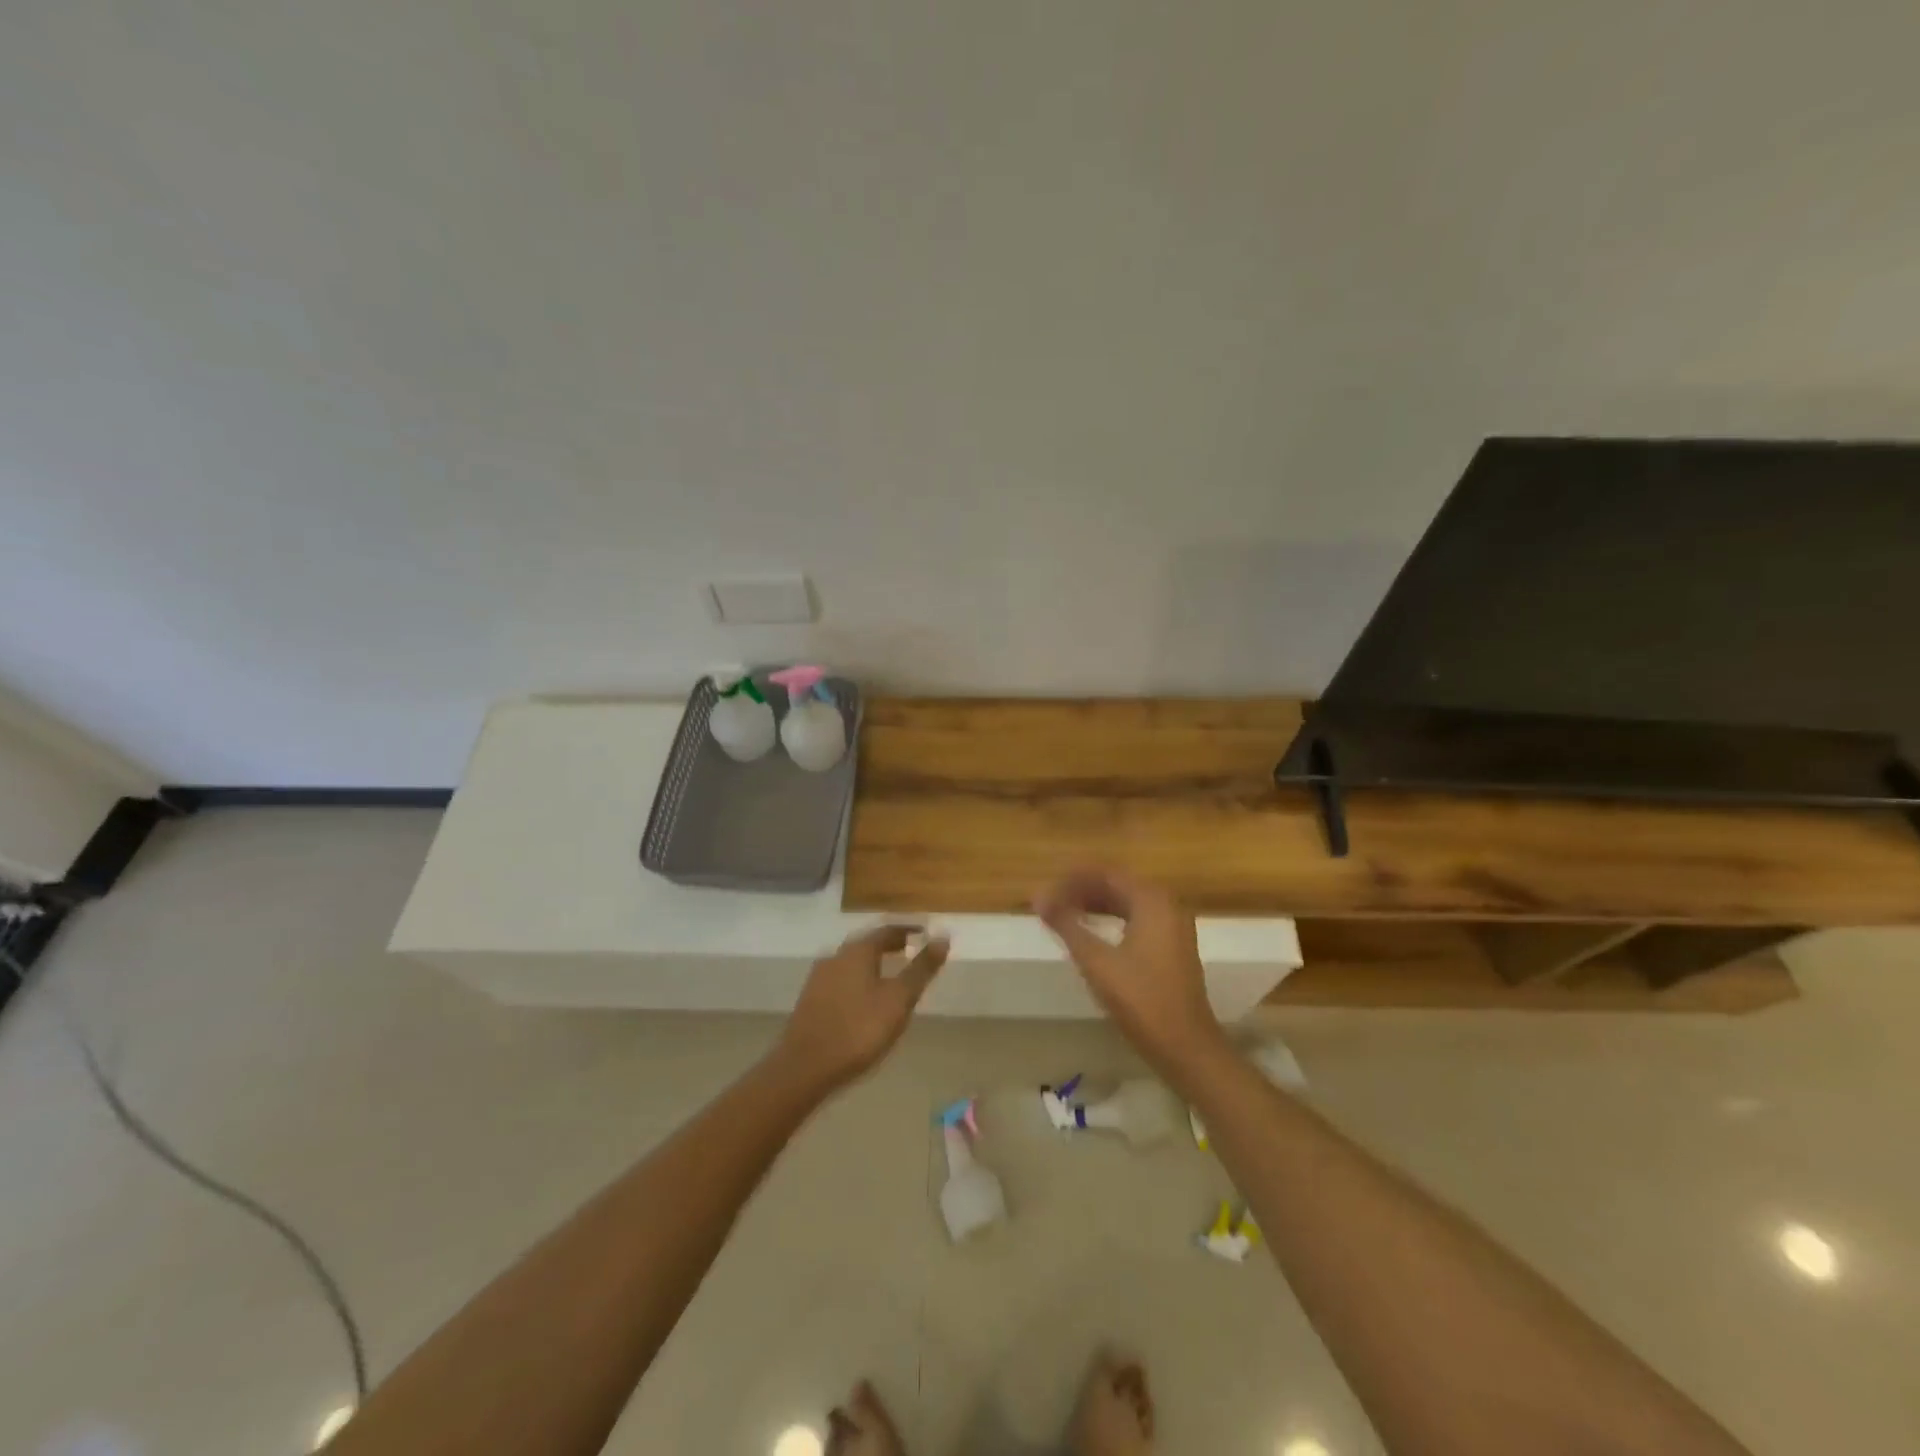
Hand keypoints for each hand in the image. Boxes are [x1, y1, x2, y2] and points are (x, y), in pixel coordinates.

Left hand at [776, 925, 948, 1092]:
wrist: (804, 1068)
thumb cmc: (858, 1030)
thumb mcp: (898, 1000)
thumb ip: (921, 969)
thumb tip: (943, 937)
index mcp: (858, 951)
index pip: (887, 930)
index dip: (908, 930)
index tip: (925, 934)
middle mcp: (836, 957)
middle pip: (867, 944)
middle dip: (889, 945)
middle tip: (910, 951)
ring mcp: (819, 979)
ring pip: (852, 962)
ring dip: (873, 963)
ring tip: (891, 976)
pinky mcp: (810, 1001)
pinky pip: (841, 980)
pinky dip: (859, 980)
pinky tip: (865, 1000)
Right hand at [1035, 869, 1225, 1075]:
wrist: (1186, 1047)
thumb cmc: (1141, 1000)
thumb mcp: (1097, 961)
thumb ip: (1067, 925)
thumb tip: (1038, 897)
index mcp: (1152, 900)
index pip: (1106, 874)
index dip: (1072, 879)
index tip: (1045, 890)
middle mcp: (1166, 904)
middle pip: (1117, 885)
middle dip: (1082, 890)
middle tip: (1050, 902)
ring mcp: (1173, 925)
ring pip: (1126, 902)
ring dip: (1094, 904)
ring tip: (1063, 914)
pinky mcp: (1172, 945)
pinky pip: (1136, 918)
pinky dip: (1111, 919)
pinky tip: (1090, 931)